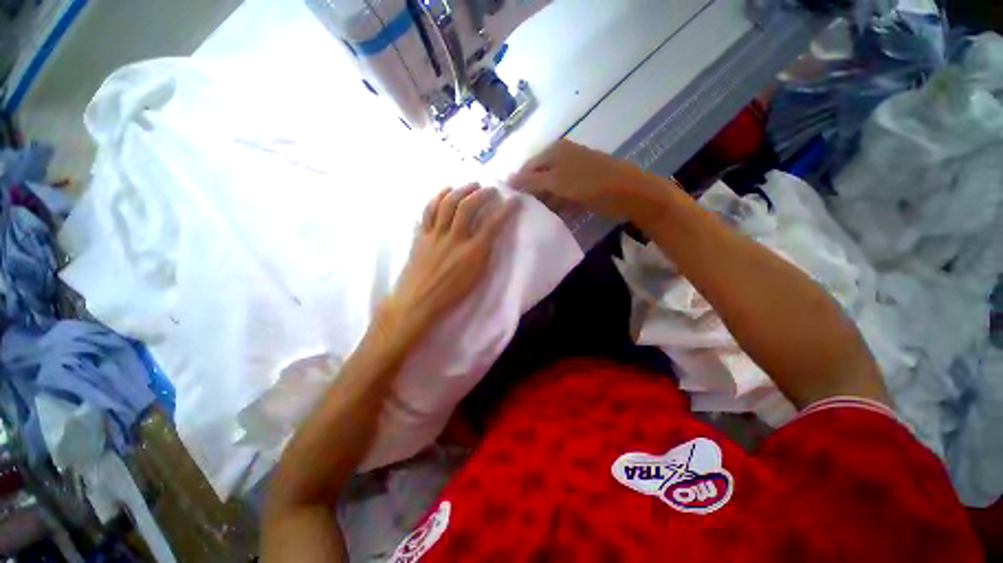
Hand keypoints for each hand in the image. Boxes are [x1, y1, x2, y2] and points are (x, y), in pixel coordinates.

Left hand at [379, 184, 517, 338]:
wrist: (418, 301)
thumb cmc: (451, 295)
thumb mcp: (476, 278)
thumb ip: (484, 255)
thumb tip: (489, 236)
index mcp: (472, 252)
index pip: (493, 224)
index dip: (506, 209)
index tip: (515, 200)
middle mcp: (454, 239)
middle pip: (468, 207)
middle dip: (482, 194)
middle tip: (491, 190)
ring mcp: (435, 235)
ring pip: (447, 204)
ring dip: (461, 190)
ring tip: (470, 186)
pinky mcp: (421, 235)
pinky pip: (428, 211)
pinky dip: (437, 198)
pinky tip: (445, 192)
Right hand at [508, 140, 651, 220]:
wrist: (629, 193)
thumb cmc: (591, 184)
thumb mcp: (557, 181)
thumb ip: (531, 181)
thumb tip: (507, 180)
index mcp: (554, 151)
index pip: (526, 167)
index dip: (517, 185)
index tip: (510, 205)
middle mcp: (562, 157)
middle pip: (537, 177)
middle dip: (530, 194)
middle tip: (521, 213)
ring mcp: (572, 171)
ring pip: (549, 187)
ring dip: (542, 201)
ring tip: (532, 217)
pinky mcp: (581, 184)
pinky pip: (561, 194)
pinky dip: (555, 204)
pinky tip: (550, 215)